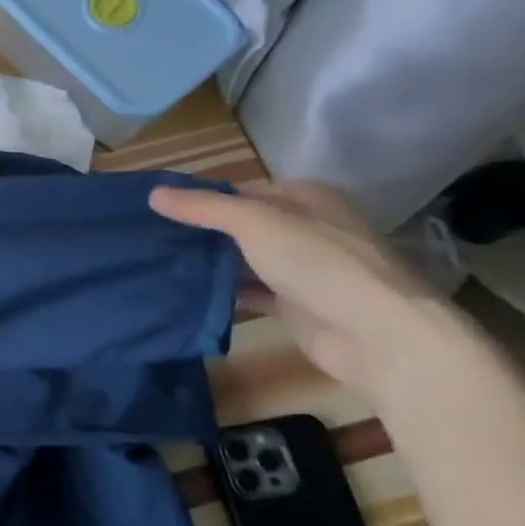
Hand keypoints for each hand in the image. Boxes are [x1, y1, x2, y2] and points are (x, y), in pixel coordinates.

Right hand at [149, 179, 467, 403]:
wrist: (375, 334)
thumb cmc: (318, 263)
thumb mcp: (255, 223)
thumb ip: (204, 208)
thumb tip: (153, 193)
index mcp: (305, 198)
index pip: (241, 192)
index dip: (200, 200)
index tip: (155, 212)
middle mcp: (306, 228)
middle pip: (242, 226)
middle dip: (200, 233)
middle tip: (149, 239)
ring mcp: (302, 269)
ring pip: (244, 260)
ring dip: (209, 264)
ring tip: (158, 265)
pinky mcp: (295, 305)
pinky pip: (249, 292)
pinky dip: (222, 293)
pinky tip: (186, 295)